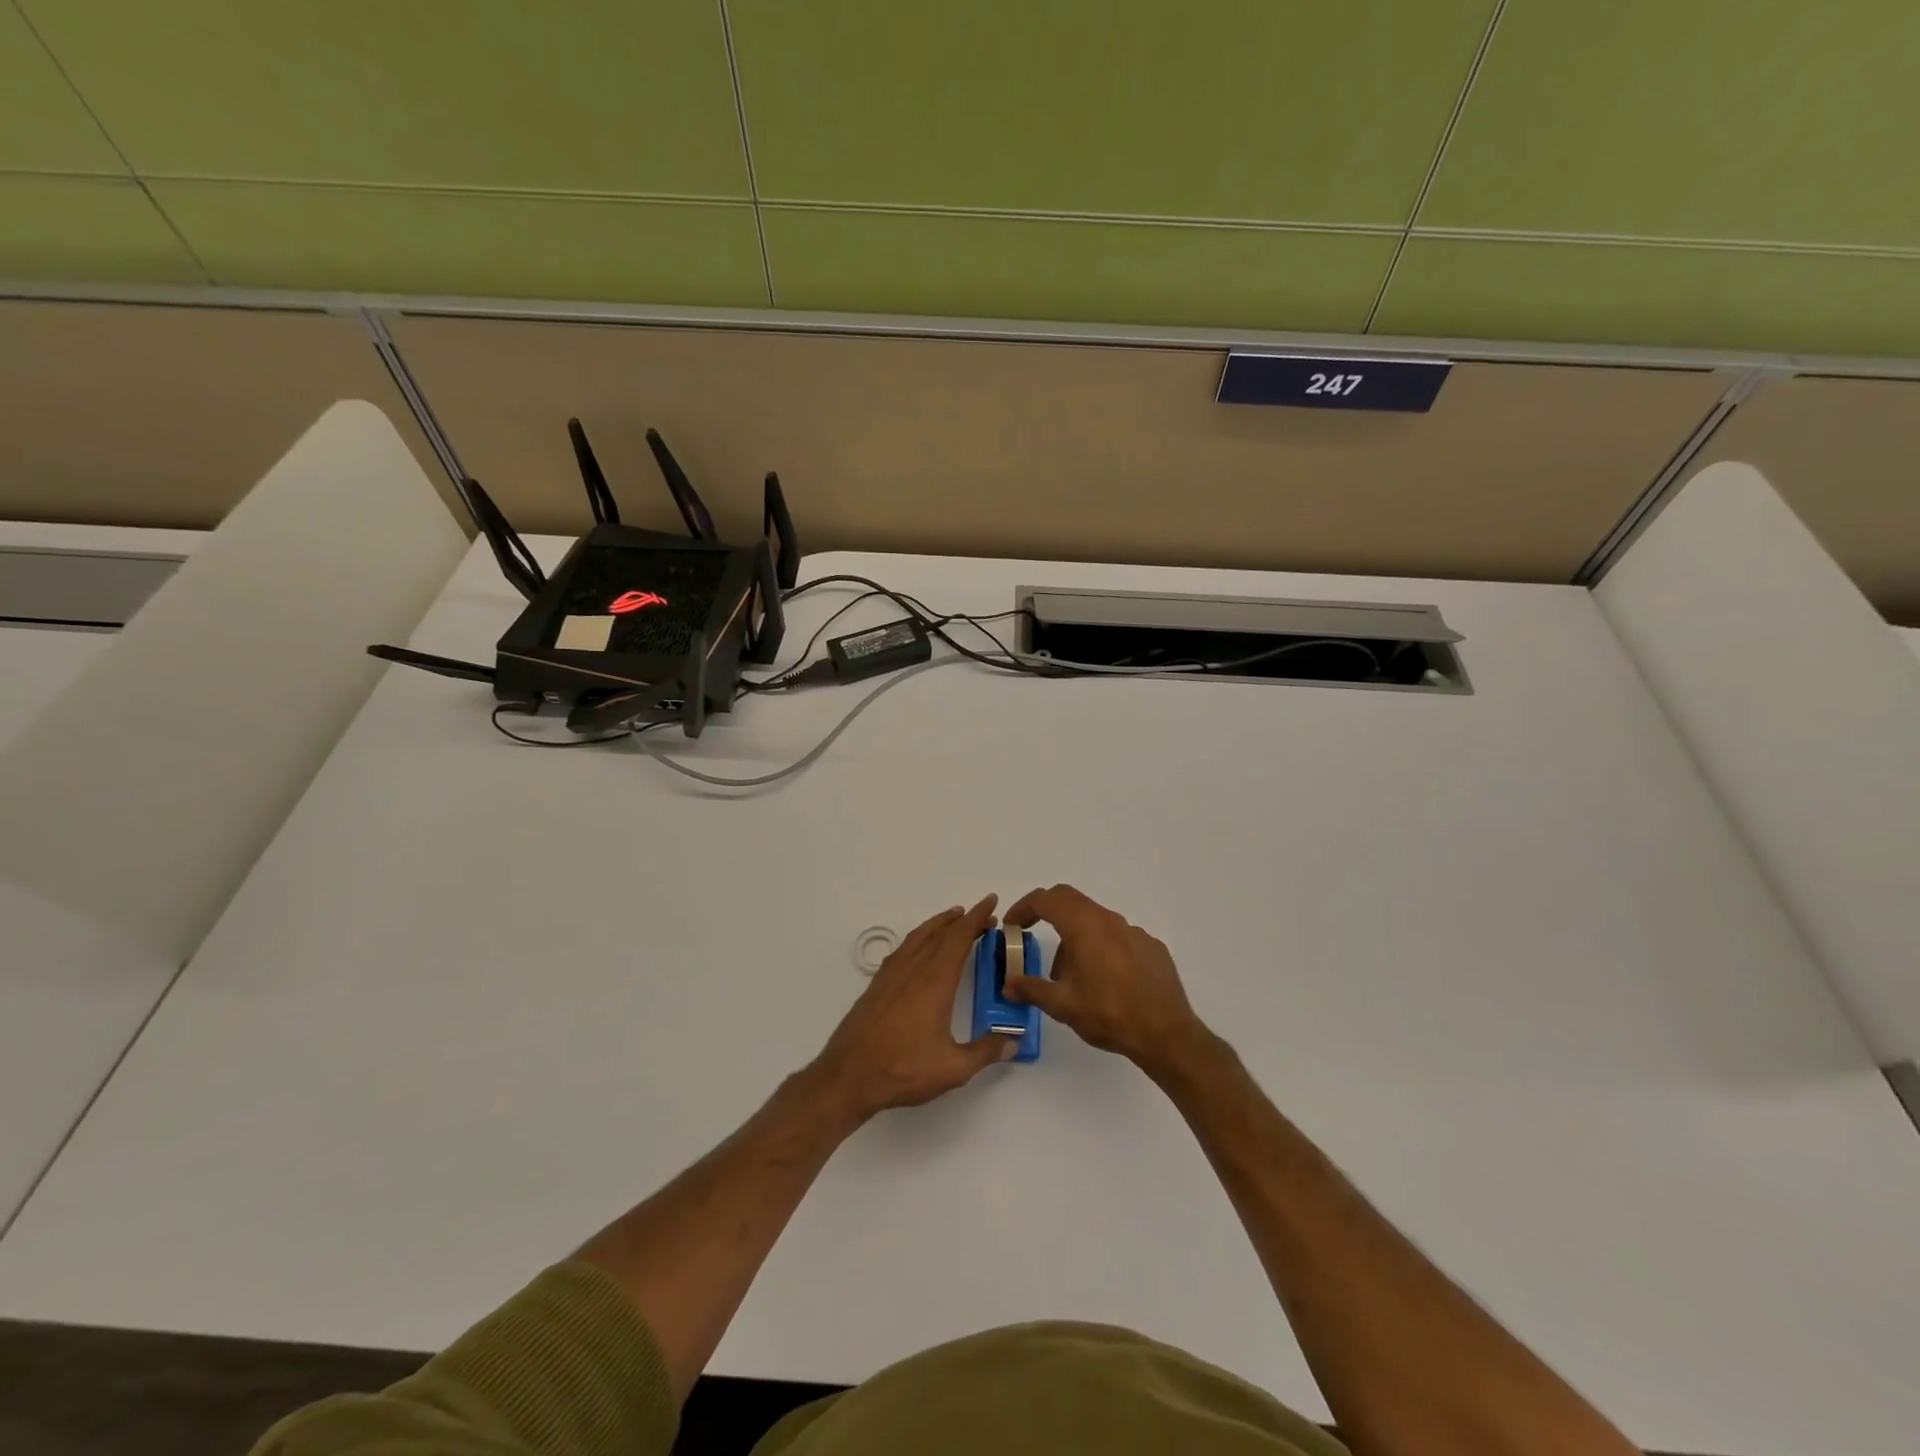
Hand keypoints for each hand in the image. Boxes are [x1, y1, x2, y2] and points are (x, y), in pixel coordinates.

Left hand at [811, 896, 1014, 1124]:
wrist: (849, 1075)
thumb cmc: (903, 1069)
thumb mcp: (953, 1068)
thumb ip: (985, 1053)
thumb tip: (1014, 1042)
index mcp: (935, 981)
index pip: (959, 938)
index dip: (977, 918)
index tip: (990, 901)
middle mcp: (913, 969)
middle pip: (940, 933)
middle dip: (963, 921)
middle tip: (982, 917)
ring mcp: (892, 975)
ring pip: (919, 937)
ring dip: (939, 924)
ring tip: (954, 920)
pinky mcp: (877, 984)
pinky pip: (903, 949)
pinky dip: (919, 938)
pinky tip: (920, 949)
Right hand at [1002, 884, 1208, 1077]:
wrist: (1166, 1033)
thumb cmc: (1109, 1014)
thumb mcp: (1063, 1006)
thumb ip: (1032, 989)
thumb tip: (1008, 984)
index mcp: (1084, 927)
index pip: (1046, 899)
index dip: (1024, 907)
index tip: (1012, 924)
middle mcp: (1109, 920)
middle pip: (1070, 900)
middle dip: (1047, 912)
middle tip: (1032, 933)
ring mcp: (1133, 931)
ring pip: (1095, 920)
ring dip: (1075, 935)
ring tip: (1071, 974)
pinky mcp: (1151, 946)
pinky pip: (1118, 936)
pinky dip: (1101, 947)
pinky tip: (1105, 980)